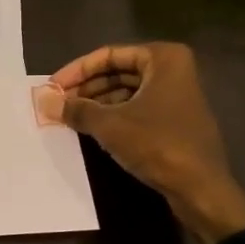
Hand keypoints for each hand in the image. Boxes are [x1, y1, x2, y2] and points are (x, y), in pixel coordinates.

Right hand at [36, 43, 244, 243]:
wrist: (201, 188)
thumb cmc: (157, 144)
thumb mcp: (110, 125)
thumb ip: (76, 109)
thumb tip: (43, 101)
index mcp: (163, 58)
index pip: (109, 55)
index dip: (76, 71)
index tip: (51, 87)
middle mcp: (172, 70)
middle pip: (118, 71)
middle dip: (86, 87)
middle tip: (57, 103)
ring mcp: (176, 95)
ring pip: (127, 91)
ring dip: (97, 103)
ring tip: (68, 117)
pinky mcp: (174, 120)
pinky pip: (137, 109)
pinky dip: (114, 115)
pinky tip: (91, 129)